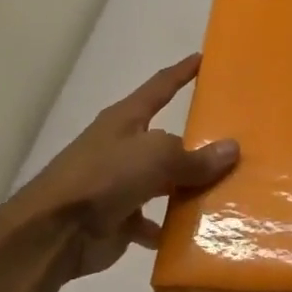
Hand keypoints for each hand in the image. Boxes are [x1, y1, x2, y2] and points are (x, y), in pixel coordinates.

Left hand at [5, 54, 239, 280]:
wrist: (55, 232)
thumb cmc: (105, 177)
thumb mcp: (157, 157)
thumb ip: (195, 158)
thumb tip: (232, 149)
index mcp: (126, 120)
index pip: (159, 87)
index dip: (181, 73)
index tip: (202, 58)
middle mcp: (122, 148)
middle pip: (167, 141)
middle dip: (196, 145)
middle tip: (236, 144)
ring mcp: (119, 185)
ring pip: (163, 183)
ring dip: (187, 189)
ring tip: (226, 193)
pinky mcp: (117, 219)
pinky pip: (153, 221)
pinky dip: (170, 228)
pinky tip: (196, 233)